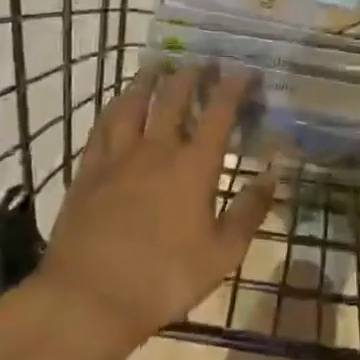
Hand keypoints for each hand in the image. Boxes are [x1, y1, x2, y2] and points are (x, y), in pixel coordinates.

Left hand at [30, 64, 275, 350]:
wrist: (89, 298)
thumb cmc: (164, 279)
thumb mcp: (222, 254)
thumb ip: (249, 212)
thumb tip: (272, 177)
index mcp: (193, 167)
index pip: (218, 113)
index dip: (233, 87)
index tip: (244, 71)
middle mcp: (156, 150)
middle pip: (173, 98)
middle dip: (190, 75)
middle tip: (201, 61)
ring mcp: (117, 158)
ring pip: (132, 104)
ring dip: (147, 80)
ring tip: (157, 65)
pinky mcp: (87, 172)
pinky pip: (101, 128)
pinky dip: (114, 108)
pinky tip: (117, 105)